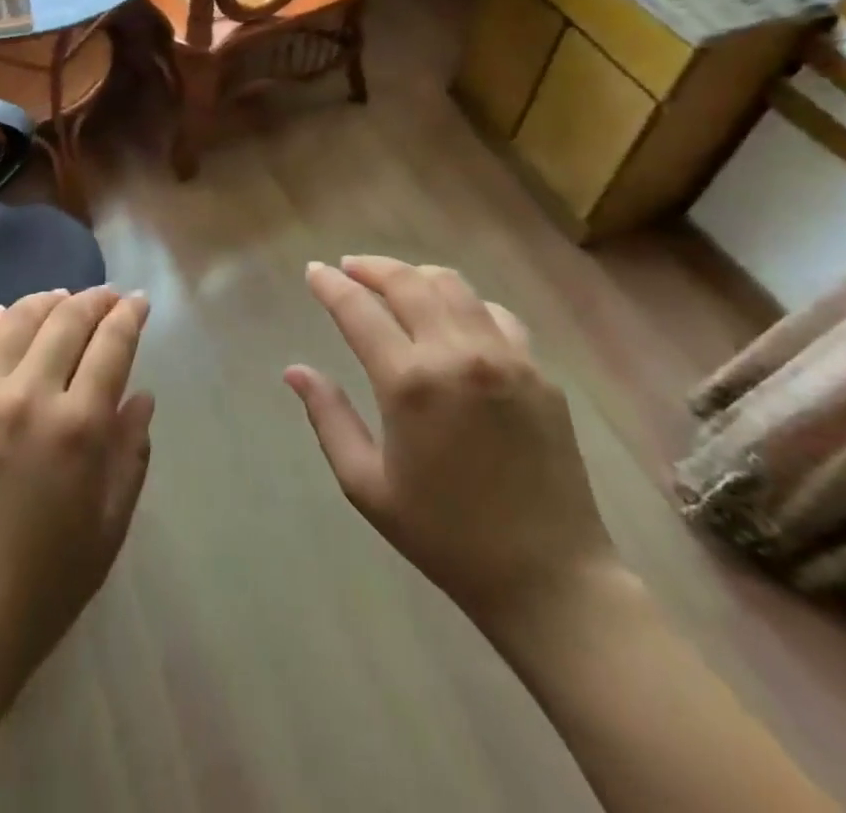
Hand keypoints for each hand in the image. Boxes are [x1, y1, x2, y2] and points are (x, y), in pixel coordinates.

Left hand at [0, 287, 154, 712]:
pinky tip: (3, 316)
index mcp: (78, 427)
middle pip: (67, 320)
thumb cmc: (40, 588)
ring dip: (45, 300)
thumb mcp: (107, 528)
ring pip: (16, 320)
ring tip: (61, 298)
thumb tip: (142, 396)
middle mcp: (27, 395)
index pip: (112, 344)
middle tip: (106, 297)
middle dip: (94, 300)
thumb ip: (130, 454)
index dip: (128, 315)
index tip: (137, 301)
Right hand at [285, 256, 618, 627]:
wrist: (550, 578)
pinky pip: (495, 314)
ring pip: (453, 286)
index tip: (313, 271)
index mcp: (410, 384)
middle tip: (348, 267)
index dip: (330, 285)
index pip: (358, 310)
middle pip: (407, 282)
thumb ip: (328, 418)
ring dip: (416, 275)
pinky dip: (464, 303)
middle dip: (371, 267)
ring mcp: (506, 358)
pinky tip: (452, 318)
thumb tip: (295, 371)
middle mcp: (458, 355)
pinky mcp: (539, 372)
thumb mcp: (367, 485)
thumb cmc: (445, 536)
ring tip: (395, 283)